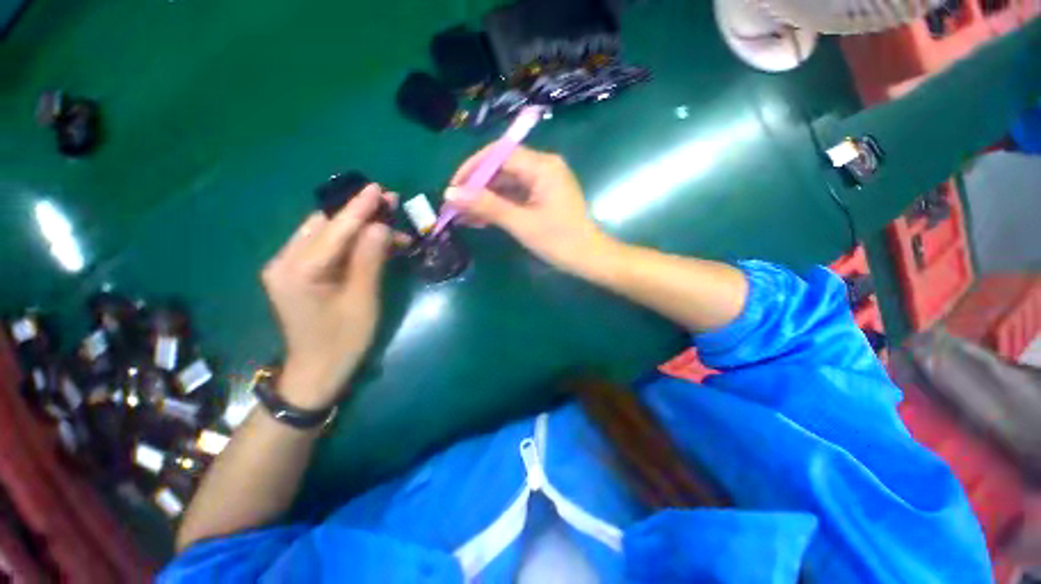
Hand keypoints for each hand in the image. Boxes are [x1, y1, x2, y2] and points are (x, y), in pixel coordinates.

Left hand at [260, 185, 392, 409]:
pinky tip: (372, 242)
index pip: (334, 231)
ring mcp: (287, 267)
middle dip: (358, 214)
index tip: (379, 189)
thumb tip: (381, 226)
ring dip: (357, 227)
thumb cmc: (343, 341)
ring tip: (389, 225)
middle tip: (389, 204)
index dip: (359, 209)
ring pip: (325, 234)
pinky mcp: (296, 273)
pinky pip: (325, 248)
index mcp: (298, 271)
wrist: (317, 371)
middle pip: (324, 226)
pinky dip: (350, 242)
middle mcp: (284, 262)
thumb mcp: (363, 301)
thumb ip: (370, 260)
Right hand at [445, 145, 613, 274]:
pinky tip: (481, 220)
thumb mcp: (521, 223)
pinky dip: (498, 207)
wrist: (589, 259)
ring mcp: (543, 183)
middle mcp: (543, 167)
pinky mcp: (542, 197)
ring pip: (505, 185)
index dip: (472, 169)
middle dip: (476, 188)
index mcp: (542, 166)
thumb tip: (451, 194)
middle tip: (455, 208)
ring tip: (463, 218)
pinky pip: (514, 196)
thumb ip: (487, 206)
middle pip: (501, 169)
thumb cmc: (559, 241)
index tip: (454, 189)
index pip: (499, 155)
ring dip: (485, 200)